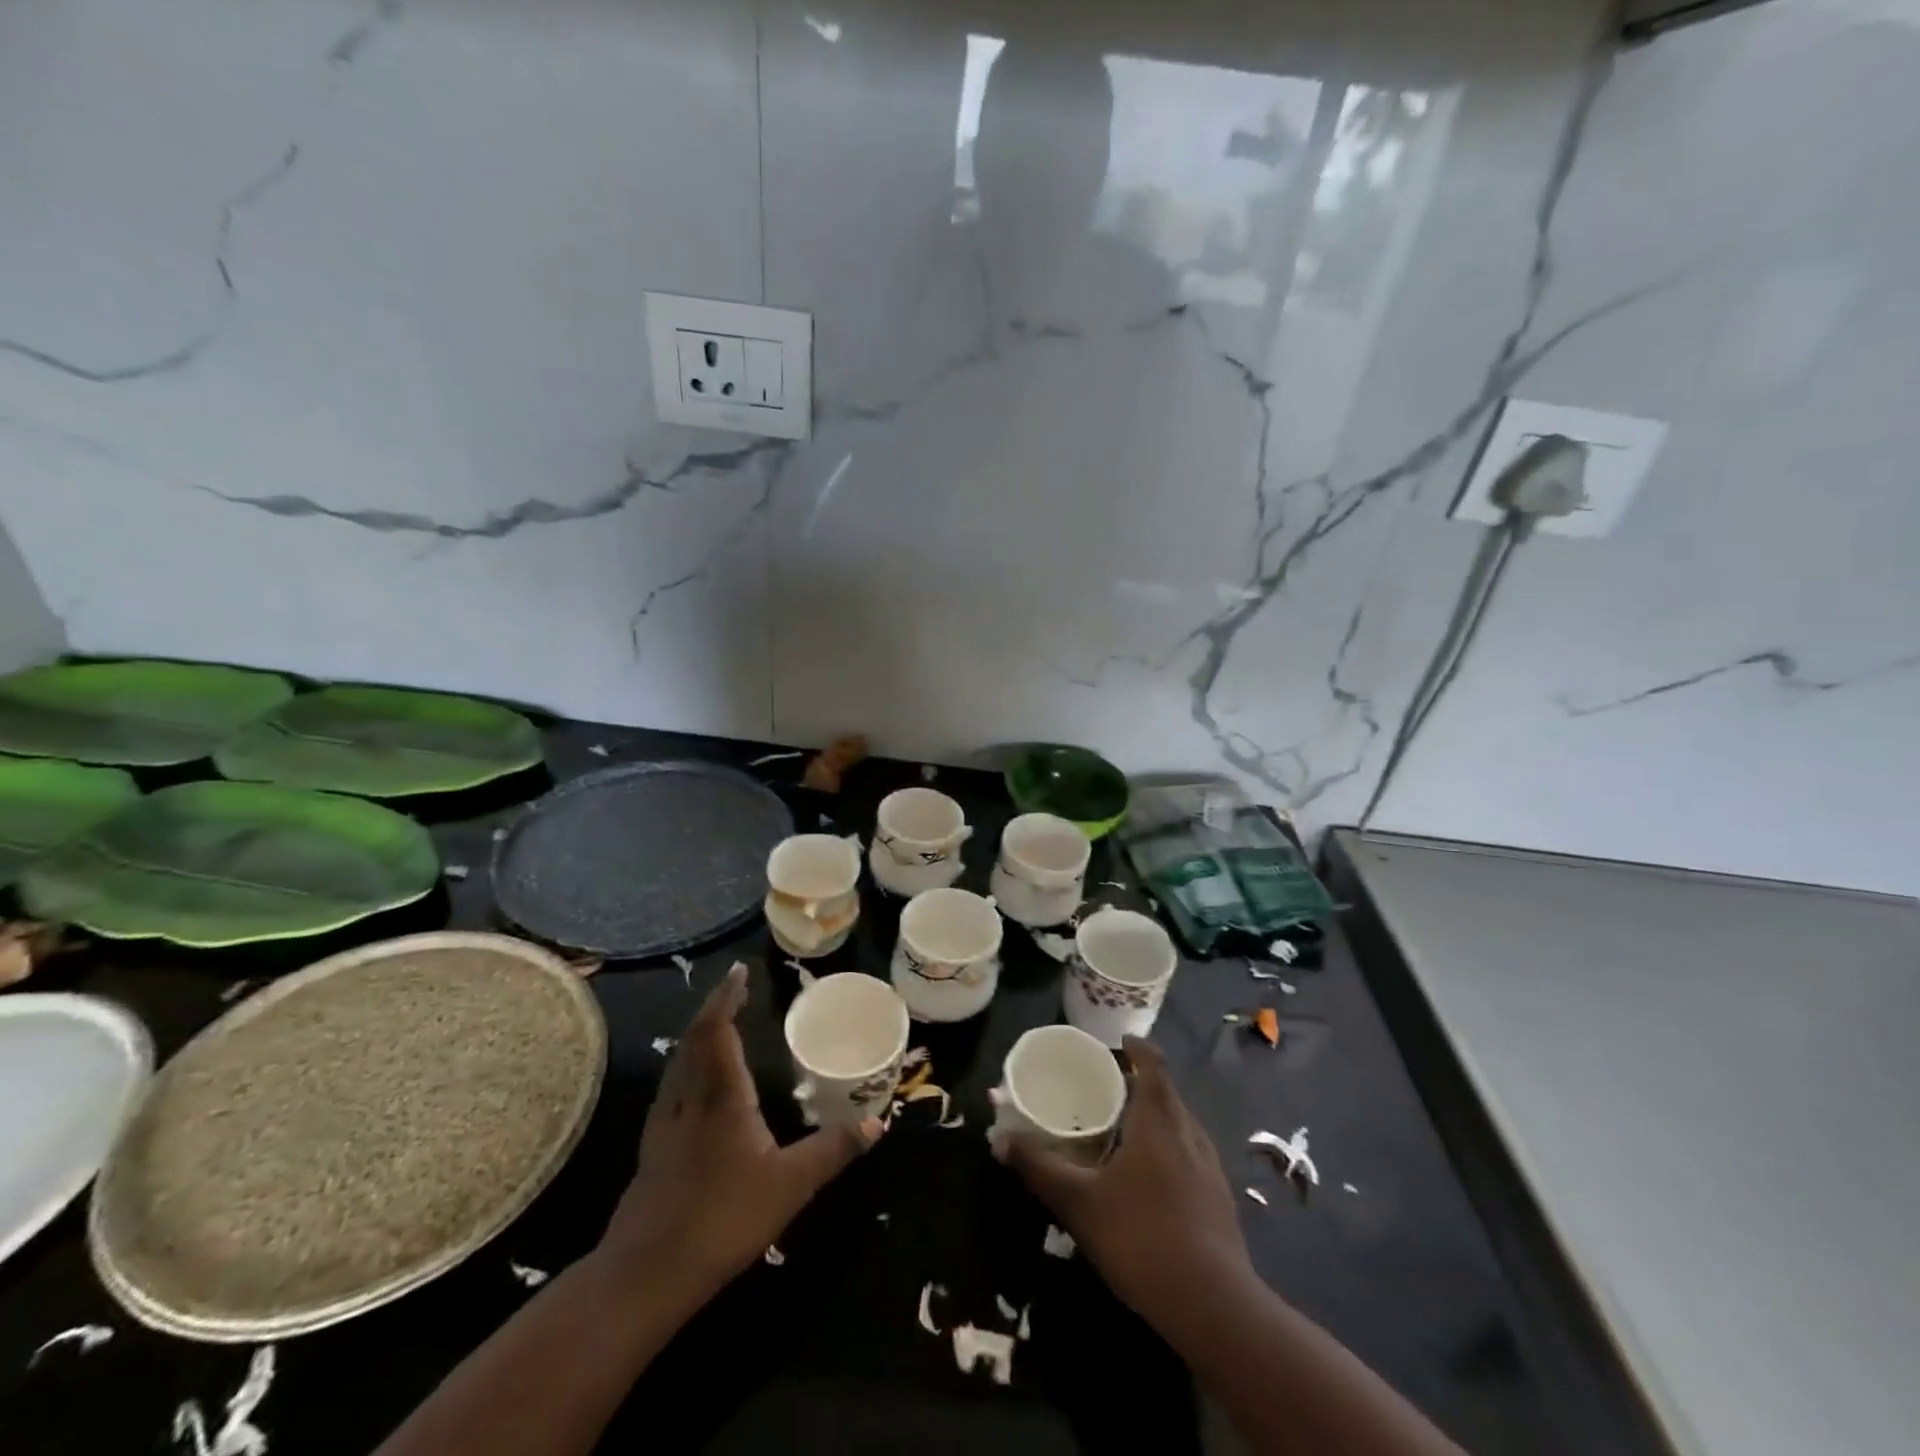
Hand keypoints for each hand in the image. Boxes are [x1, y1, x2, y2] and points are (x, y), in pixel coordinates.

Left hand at [599, 963, 881, 1308]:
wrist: (646, 1273)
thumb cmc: (723, 1218)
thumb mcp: (790, 1185)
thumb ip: (833, 1150)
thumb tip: (877, 1123)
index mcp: (721, 1095)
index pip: (718, 1029)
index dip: (727, 996)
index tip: (739, 970)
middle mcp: (688, 1096)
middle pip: (694, 1037)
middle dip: (714, 1006)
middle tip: (735, 988)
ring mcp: (664, 1121)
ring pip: (678, 1059)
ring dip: (698, 1032)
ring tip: (719, 1023)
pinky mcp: (653, 1145)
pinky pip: (672, 1083)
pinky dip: (687, 1061)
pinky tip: (696, 1081)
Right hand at [995, 1036, 1251, 1335]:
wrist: (1214, 1306)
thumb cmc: (1141, 1236)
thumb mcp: (1079, 1202)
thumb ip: (1039, 1167)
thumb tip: (1000, 1140)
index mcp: (1158, 1119)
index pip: (1153, 1063)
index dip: (1137, 1048)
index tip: (1118, 1044)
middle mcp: (1189, 1131)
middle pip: (1166, 1092)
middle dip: (1139, 1084)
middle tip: (1106, 1090)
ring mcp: (1210, 1165)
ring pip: (1181, 1124)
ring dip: (1156, 1117)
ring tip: (1125, 1131)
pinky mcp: (1220, 1197)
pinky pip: (1191, 1154)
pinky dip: (1169, 1148)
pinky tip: (1151, 1179)